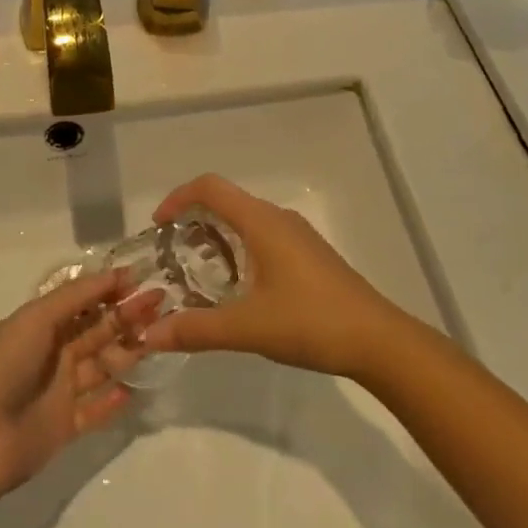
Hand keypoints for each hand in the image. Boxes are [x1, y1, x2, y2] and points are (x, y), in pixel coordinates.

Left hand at [0, 271, 159, 501]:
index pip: (85, 301)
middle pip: (98, 330)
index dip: (112, 290)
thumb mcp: (37, 318)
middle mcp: (53, 352)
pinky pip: (96, 410)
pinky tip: (135, 389)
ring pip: (102, 366)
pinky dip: (113, 400)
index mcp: (42, 323)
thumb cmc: (4, 365)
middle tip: (162, 304)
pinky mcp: (65, 427)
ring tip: (159, 339)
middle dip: (128, 316)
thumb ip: (78, 296)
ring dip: (128, 352)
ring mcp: (60, 390)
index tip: (144, 280)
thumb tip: (117, 272)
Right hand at [141, 175, 405, 379]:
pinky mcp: (308, 254)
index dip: (178, 197)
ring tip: (196, 274)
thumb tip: (149, 335)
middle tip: (170, 255)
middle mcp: (277, 218)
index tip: (157, 225)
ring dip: (216, 237)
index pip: (210, 187)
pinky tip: (236, 289)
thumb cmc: (310, 322)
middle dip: (192, 221)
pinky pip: (262, 236)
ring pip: (245, 221)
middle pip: (225, 201)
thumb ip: (196, 329)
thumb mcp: (247, 328)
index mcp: (261, 221)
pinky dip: (238, 249)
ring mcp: (296, 235)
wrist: (377, 340)